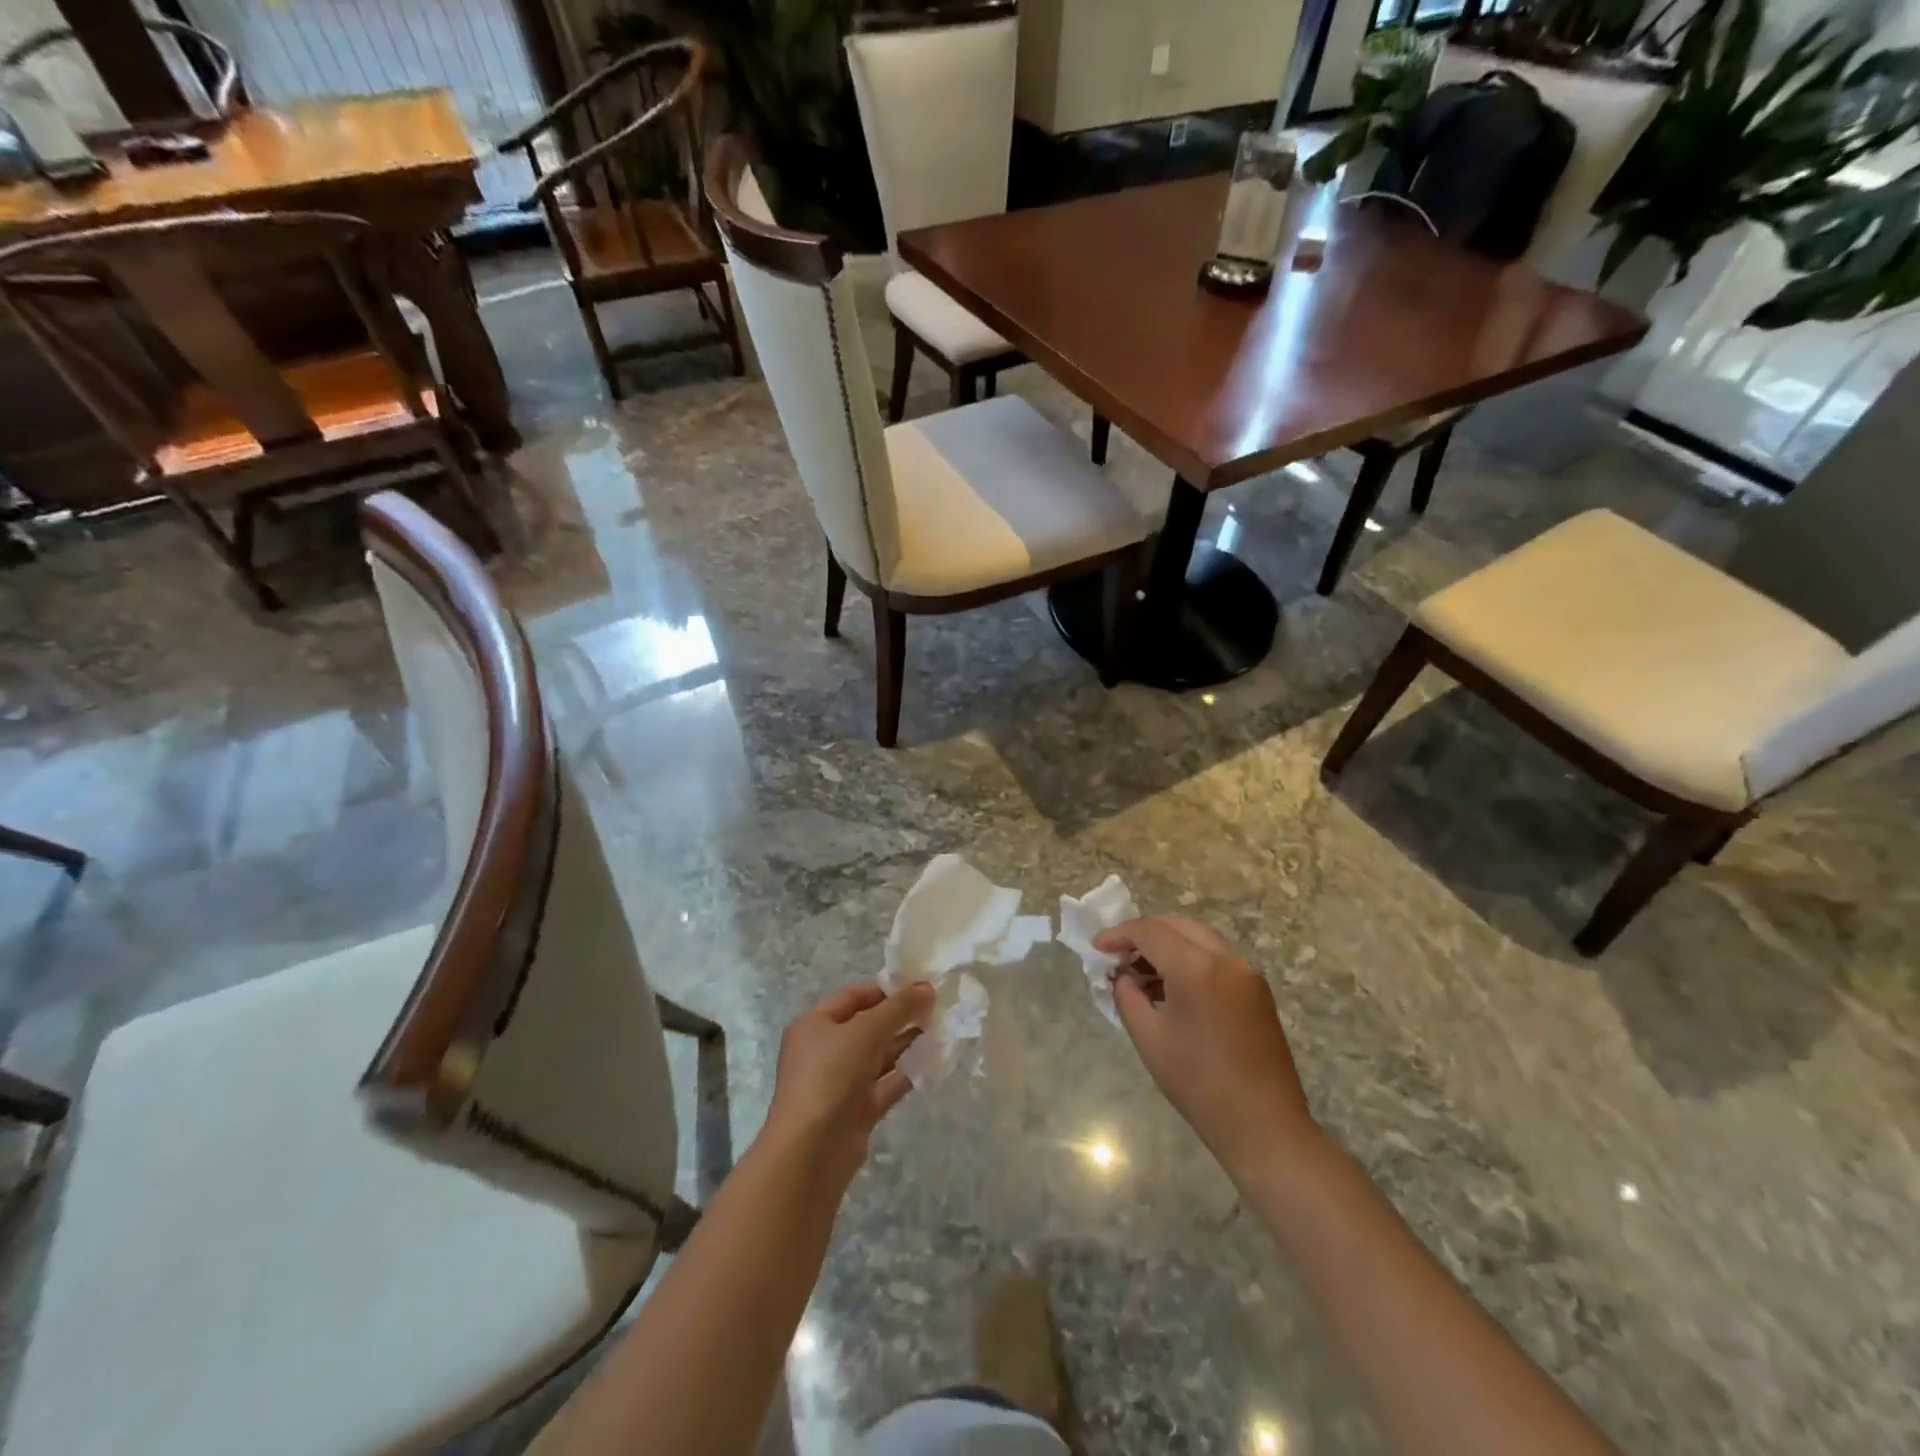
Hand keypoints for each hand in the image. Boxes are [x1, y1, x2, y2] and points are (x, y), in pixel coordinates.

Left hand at [763, 980, 934, 1191]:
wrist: (811, 1150)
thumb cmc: (831, 1075)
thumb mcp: (866, 1031)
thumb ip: (899, 1008)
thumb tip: (927, 987)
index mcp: (814, 1024)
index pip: (853, 997)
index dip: (886, 990)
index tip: (920, 987)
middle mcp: (824, 1051)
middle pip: (867, 1026)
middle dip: (899, 1017)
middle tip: (936, 1009)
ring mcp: (839, 1083)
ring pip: (877, 1056)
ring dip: (905, 1044)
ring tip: (940, 1031)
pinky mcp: (855, 1111)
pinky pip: (884, 1085)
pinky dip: (905, 1075)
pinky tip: (931, 1065)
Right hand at [1095, 917, 1321, 1172]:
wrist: (1264, 1126)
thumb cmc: (1199, 1084)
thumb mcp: (1149, 1038)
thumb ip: (1128, 996)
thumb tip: (1123, 976)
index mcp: (1197, 968)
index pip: (1150, 931)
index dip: (1119, 934)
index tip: (1097, 948)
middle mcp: (1226, 959)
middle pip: (1176, 926)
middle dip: (1144, 934)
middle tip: (1118, 955)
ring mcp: (1247, 972)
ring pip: (1199, 938)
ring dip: (1168, 945)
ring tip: (1141, 973)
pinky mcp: (1257, 989)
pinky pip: (1216, 957)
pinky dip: (1190, 959)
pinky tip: (1172, 987)